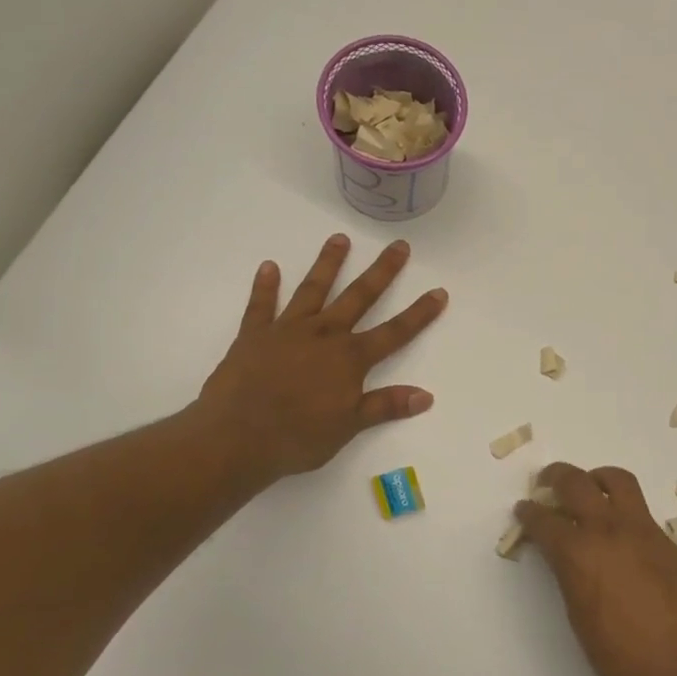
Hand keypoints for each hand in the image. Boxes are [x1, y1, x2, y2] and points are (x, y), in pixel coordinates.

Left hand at [191, 234, 447, 484]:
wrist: (237, 436)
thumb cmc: (298, 436)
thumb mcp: (349, 426)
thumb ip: (386, 405)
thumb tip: (426, 395)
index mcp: (349, 358)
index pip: (394, 333)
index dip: (419, 314)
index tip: (439, 291)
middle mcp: (323, 335)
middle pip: (359, 297)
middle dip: (382, 272)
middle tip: (399, 246)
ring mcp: (287, 330)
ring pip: (313, 290)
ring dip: (328, 264)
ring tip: (340, 238)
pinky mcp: (254, 335)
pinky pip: (261, 305)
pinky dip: (265, 286)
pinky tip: (269, 266)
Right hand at [515, 464, 676, 675]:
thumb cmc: (621, 658)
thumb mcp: (578, 615)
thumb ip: (569, 575)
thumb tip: (566, 558)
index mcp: (578, 553)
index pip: (544, 520)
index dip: (529, 513)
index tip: (524, 510)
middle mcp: (608, 530)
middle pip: (576, 483)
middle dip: (555, 477)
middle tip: (546, 482)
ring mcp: (641, 530)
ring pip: (616, 481)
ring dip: (595, 478)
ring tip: (589, 488)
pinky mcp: (665, 540)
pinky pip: (639, 508)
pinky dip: (622, 506)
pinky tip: (618, 529)